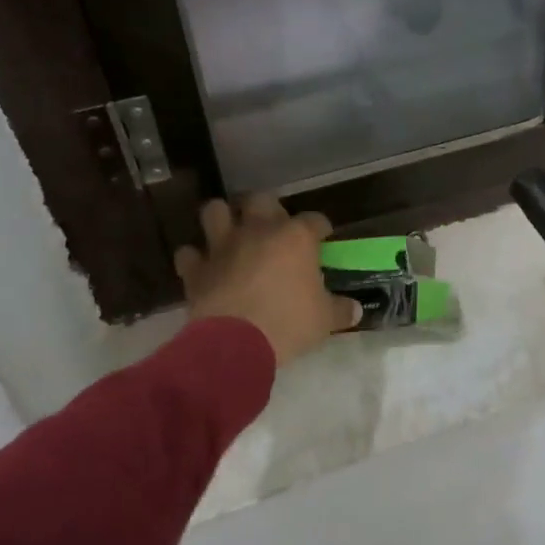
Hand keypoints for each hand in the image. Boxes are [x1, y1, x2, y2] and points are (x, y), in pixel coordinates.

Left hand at [175, 194, 362, 366]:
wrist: (235, 344)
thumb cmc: (288, 324)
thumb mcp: (324, 320)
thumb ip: (340, 310)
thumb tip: (355, 310)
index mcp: (295, 238)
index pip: (314, 220)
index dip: (320, 227)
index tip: (324, 237)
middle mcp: (258, 231)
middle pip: (261, 200)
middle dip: (267, 209)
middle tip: (274, 228)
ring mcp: (223, 246)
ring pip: (215, 211)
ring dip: (222, 218)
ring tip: (230, 233)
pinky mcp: (196, 268)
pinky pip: (188, 253)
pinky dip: (194, 258)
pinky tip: (203, 267)